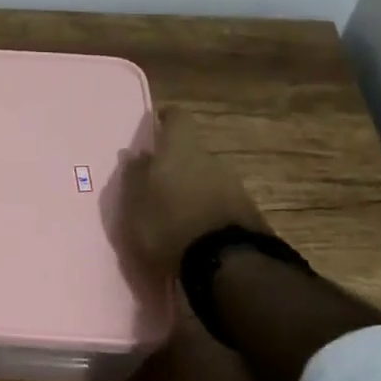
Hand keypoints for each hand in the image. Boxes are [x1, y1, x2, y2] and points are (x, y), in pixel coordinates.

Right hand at [115, 106, 267, 280]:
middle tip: (156, 181)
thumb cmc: (169, 224)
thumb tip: (135, 154)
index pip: (177, 117)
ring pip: (206, 176)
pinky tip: (193, 230)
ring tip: (173, 212)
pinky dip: (205, 209)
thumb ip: (134, 175)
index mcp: (180, 149)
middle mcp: (209, 159)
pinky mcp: (246, 212)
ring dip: (191, 188)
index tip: (156, 124)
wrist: (226, 262)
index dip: (166, 119)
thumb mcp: (136, 203)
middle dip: (175, 162)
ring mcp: (232, 185)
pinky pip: (218, 201)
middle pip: (191, 151)